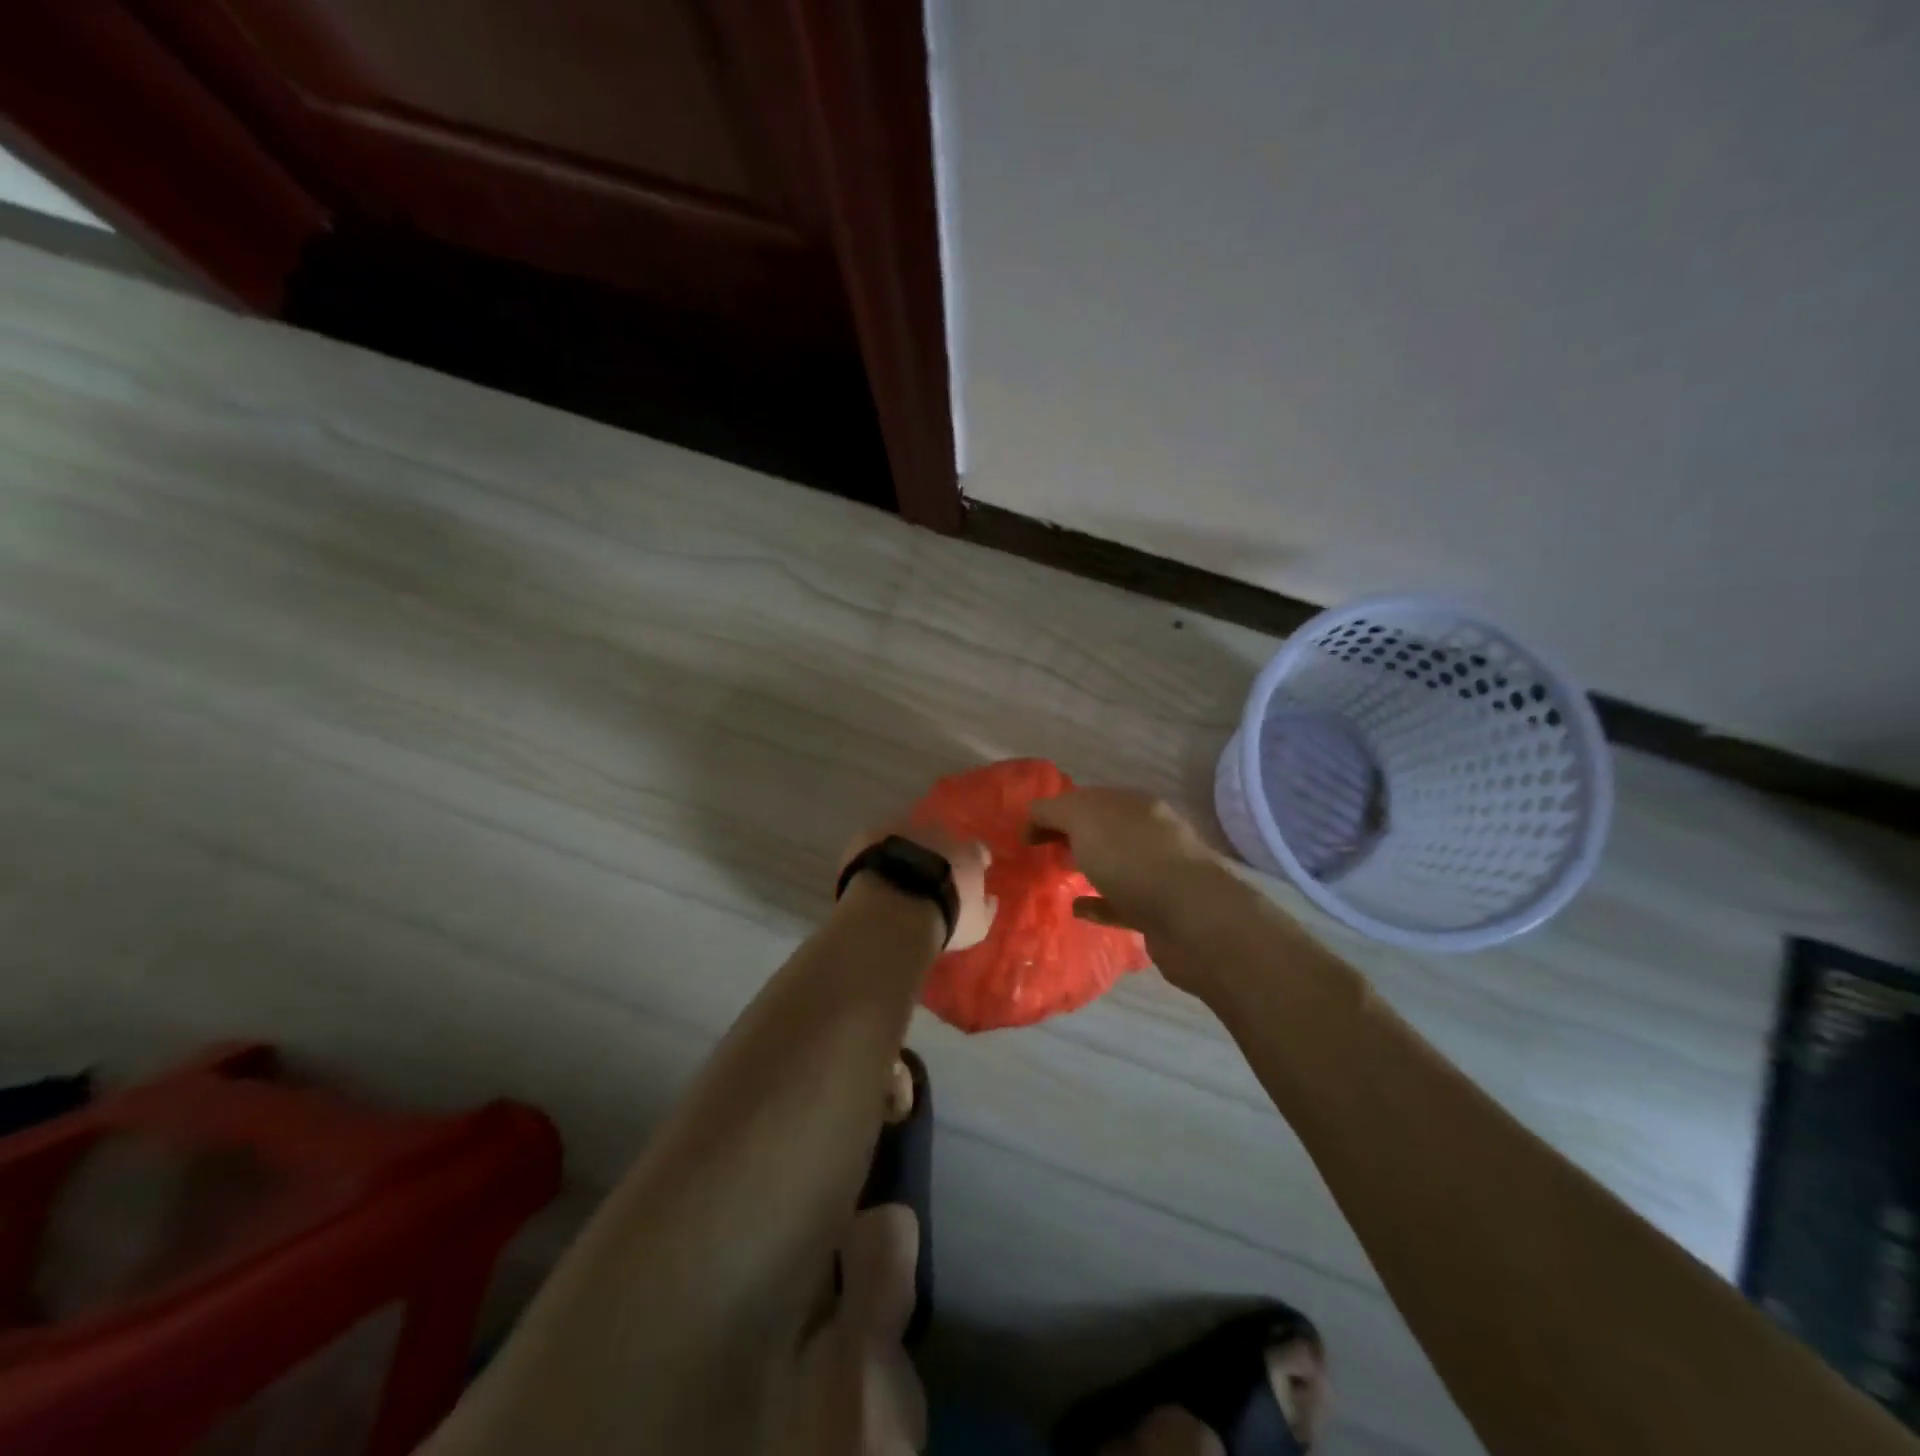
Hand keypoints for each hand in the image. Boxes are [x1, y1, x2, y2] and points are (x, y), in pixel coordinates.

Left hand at [839, 821, 995, 950]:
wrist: (895, 907)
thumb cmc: (943, 917)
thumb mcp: (976, 926)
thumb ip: (986, 909)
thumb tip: (991, 899)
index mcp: (967, 853)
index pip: (978, 851)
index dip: (976, 860)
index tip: (972, 872)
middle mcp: (938, 832)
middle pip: (942, 839)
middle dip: (938, 852)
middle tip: (929, 875)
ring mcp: (902, 829)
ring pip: (907, 835)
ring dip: (905, 849)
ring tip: (896, 873)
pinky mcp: (870, 835)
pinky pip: (875, 841)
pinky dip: (875, 852)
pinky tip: (870, 871)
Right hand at [1025, 788, 1225, 938]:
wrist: (1192, 919)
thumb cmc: (1133, 859)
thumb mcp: (1084, 819)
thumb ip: (1053, 811)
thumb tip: (1033, 815)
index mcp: (1132, 804)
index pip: (1086, 798)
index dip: (1053, 811)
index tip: (1025, 834)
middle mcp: (1147, 832)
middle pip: (1101, 829)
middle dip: (1070, 836)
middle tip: (1038, 853)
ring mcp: (1156, 872)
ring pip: (1111, 864)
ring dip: (1085, 867)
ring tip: (1055, 877)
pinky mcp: (1158, 910)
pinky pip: (1119, 902)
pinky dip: (1097, 903)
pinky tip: (1076, 909)